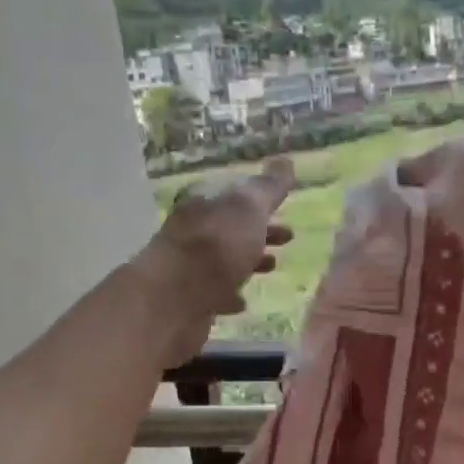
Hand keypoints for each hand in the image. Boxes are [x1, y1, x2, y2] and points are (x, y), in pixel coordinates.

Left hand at [133, 158, 295, 366]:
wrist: (175, 298)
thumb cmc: (217, 245)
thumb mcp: (249, 207)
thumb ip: (269, 187)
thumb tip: (285, 161)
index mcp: (205, 202)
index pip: (236, 194)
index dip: (263, 202)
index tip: (286, 211)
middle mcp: (193, 229)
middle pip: (231, 227)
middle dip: (259, 232)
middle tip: (288, 239)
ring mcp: (188, 265)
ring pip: (224, 260)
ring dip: (248, 262)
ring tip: (272, 268)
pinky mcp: (188, 298)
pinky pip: (215, 293)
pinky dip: (230, 293)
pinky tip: (243, 302)